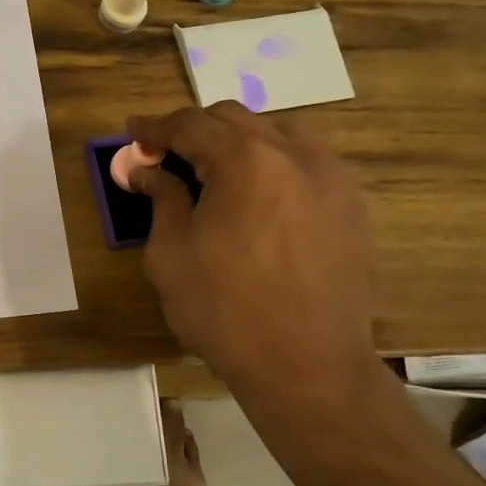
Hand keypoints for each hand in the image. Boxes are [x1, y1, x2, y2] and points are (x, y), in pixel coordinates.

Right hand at [127, 103, 377, 407]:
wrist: (307, 366)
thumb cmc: (225, 311)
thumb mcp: (171, 253)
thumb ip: (161, 198)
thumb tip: (147, 169)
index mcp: (245, 161)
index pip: (191, 124)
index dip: (156, 126)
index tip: (134, 132)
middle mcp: (294, 154)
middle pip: (234, 118)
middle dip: (195, 130)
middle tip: (167, 156)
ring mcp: (331, 177)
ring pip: (277, 132)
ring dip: (239, 141)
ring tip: (215, 172)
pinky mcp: (352, 204)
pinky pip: (307, 161)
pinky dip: (274, 162)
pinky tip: (258, 195)